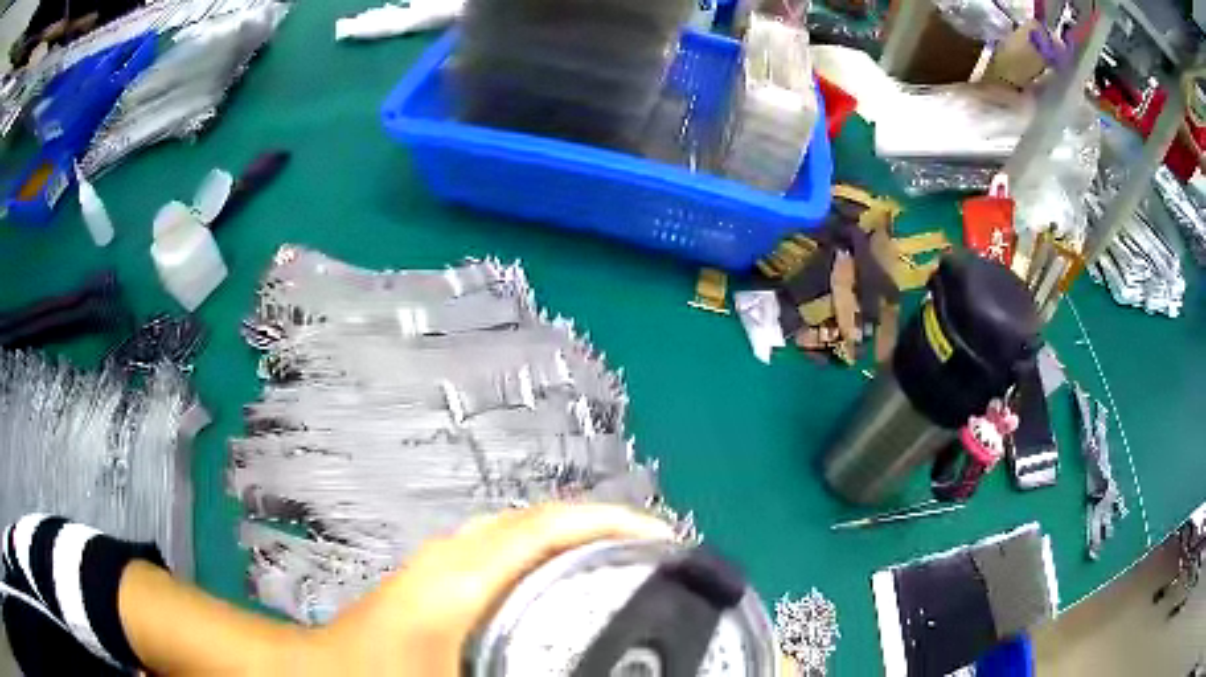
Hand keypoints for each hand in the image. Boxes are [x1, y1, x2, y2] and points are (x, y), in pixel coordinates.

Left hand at [308, 503, 673, 675]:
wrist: (323, 673)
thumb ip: (523, 671)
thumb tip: (583, 668)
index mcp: (465, 575)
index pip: (549, 525)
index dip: (611, 521)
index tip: (664, 539)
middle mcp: (457, 553)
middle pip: (542, 518)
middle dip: (603, 526)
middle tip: (655, 557)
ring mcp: (443, 560)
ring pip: (523, 530)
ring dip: (574, 537)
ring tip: (621, 565)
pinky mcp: (436, 575)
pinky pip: (506, 547)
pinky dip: (546, 553)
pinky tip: (562, 585)